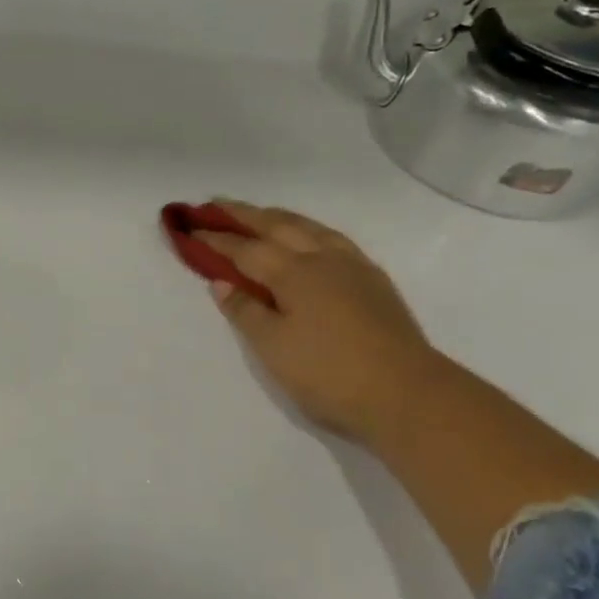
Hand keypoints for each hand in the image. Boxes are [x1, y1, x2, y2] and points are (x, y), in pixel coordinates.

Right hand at [195, 201, 439, 443]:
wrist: (408, 395)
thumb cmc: (329, 373)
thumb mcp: (273, 347)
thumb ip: (245, 311)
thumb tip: (221, 281)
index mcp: (294, 273)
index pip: (246, 249)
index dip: (217, 238)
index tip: (190, 228)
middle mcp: (323, 259)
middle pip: (278, 226)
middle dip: (245, 214)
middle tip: (217, 203)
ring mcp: (353, 267)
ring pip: (310, 228)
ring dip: (280, 217)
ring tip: (260, 213)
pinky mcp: (374, 281)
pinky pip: (333, 239)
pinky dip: (309, 230)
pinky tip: (310, 238)